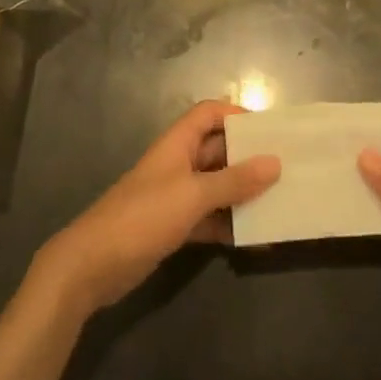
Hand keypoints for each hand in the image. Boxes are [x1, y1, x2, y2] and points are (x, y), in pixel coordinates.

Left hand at [34, 100, 279, 315]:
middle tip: (288, 168)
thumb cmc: (143, 217)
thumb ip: (234, 181)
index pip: (209, 114)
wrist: (92, 265)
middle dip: (249, 158)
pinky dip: (230, 225)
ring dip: (244, 194)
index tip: (270, 131)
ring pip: (217, 187)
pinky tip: (257, 238)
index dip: (236, 115)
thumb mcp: (192, 195)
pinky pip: (210, 218)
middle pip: (218, 150)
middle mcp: (178, 164)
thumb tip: (275, 162)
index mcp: (177, 144)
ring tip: (282, 202)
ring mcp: (175, 197)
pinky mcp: (174, 227)